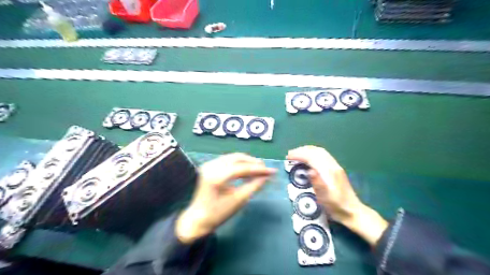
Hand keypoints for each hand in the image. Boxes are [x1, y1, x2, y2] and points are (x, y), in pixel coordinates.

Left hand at [176, 154, 274, 243]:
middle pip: (237, 158)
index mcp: (216, 177)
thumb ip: (254, 186)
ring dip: (247, 162)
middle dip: (253, 162)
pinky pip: (228, 160)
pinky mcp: (209, 166)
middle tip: (266, 169)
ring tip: (259, 170)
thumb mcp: (239, 200)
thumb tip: (267, 176)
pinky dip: (239, 164)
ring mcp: (209, 165)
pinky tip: (247, 170)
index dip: (258, 169)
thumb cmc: (218, 213)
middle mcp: (211, 166)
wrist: (198, 219)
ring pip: (233, 157)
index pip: (242, 168)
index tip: (272, 171)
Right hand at [288, 146, 386, 244]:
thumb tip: (309, 170)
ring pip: (320, 151)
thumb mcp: (325, 198)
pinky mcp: (336, 169)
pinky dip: (313, 153)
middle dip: (301, 150)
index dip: (299, 155)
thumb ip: (318, 183)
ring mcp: (335, 166)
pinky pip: (323, 155)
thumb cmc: (336, 206)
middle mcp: (332, 165)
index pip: (311, 157)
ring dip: (307, 150)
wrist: (353, 212)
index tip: (288, 157)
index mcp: (329, 171)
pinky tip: (309, 158)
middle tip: (290, 155)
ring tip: (297, 154)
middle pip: (316, 151)